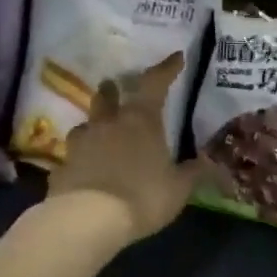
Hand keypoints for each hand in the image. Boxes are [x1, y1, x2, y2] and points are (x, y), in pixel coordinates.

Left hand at [46, 52, 199, 245]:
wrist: (88, 218)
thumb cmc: (143, 196)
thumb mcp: (179, 188)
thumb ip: (195, 173)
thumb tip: (214, 163)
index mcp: (141, 121)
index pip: (154, 84)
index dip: (166, 69)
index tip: (176, 57)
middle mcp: (108, 124)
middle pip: (107, 97)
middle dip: (112, 90)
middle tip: (114, 86)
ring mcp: (80, 143)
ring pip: (85, 125)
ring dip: (93, 125)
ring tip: (98, 131)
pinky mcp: (62, 166)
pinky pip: (72, 157)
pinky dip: (80, 159)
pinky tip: (84, 170)